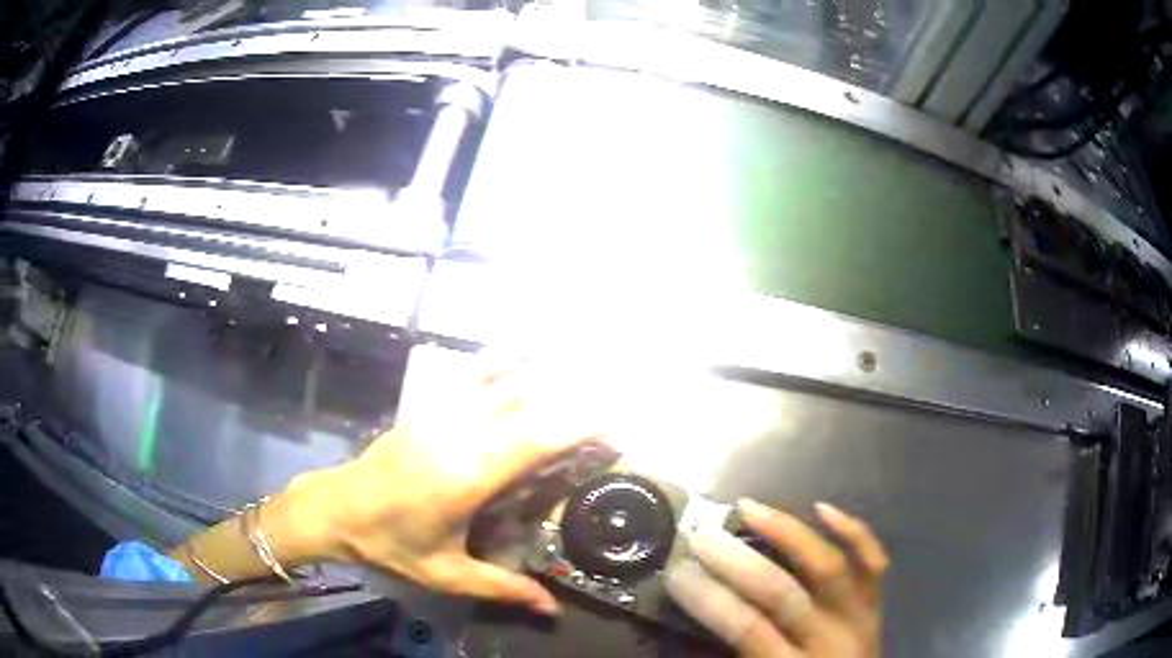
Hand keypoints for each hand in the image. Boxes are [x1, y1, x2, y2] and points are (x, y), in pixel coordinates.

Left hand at [290, 347, 605, 614]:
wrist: (337, 508)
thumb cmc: (391, 543)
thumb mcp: (446, 574)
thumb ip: (502, 588)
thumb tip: (552, 610)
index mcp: (468, 475)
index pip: (534, 440)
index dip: (577, 427)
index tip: (615, 427)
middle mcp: (460, 434)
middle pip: (528, 408)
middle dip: (574, 408)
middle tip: (612, 419)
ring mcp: (441, 414)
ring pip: (504, 387)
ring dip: (547, 383)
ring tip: (585, 381)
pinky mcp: (428, 408)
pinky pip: (470, 375)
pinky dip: (500, 361)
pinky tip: (522, 349)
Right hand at [666, 500, 887, 657]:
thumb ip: (734, 654)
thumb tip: (701, 614)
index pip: (746, 627)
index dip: (709, 598)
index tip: (677, 573)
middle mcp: (829, 639)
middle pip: (783, 592)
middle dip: (737, 562)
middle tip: (702, 536)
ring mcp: (859, 616)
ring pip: (828, 565)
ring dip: (787, 532)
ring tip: (750, 508)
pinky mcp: (876, 603)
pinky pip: (873, 561)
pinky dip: (853, 531)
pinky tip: (822, 509)